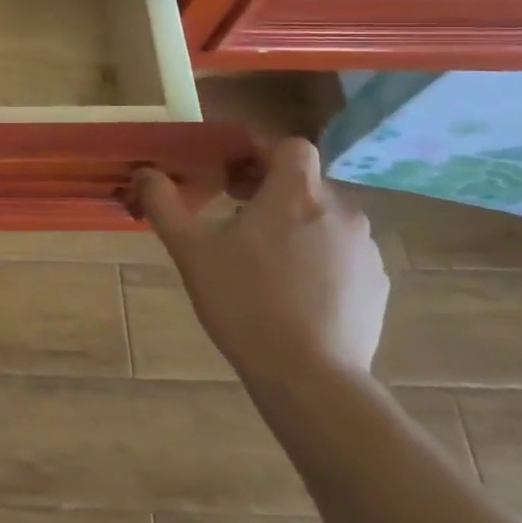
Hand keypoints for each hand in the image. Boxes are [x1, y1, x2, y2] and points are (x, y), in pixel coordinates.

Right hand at [128, 138, 389, 386]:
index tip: (228, 167)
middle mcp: (340, 211)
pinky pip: (341, 251)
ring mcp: (364, 249)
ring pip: (323, 217)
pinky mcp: (377, 284)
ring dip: (293, 222)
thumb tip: (145, 172)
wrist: (310, 377)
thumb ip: (164, 203)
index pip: (288, 145)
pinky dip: (317, 255)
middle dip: (268, 187)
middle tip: (232, 210)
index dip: (258, 149)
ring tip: (260, 255)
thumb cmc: (244, 301)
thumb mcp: (191, 250)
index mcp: (296, 194)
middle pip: (304, 181)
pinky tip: (291, 288)